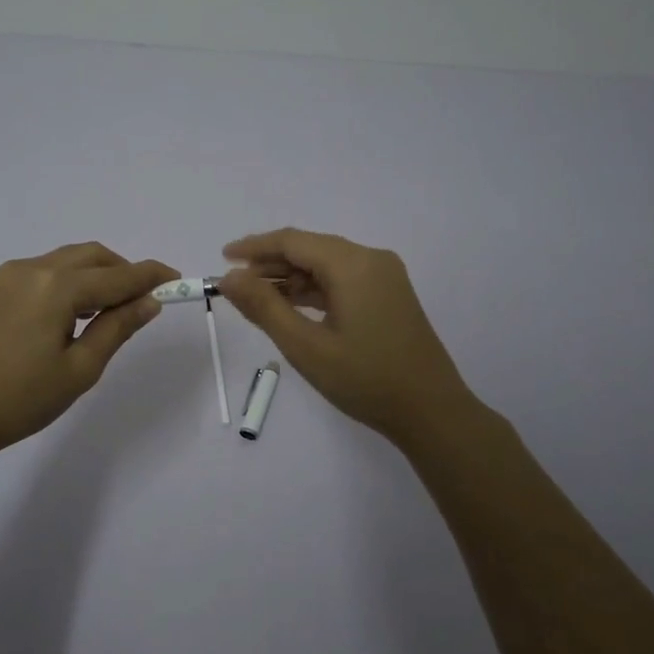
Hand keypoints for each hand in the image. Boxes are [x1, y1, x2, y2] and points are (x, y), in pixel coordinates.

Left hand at [0, 244, 177, 465]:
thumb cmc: (21, 398)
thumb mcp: (80, 368)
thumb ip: (117, 327)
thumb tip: (149, 302)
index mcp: (57, 287)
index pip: (117, 275)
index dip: (150, 276)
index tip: (177, 278)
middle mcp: (34, 268)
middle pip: (93, 257)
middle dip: (124, 272)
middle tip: (145, 301)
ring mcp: (11, 275)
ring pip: (69, 261)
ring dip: (98, 275)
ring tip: (114, 310)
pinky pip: (48, 271)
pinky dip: (73, 281)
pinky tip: (79, 312)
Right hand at [219, 229, 476, 450]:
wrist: (431, 412)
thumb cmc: (365, 379)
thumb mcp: (305, 346)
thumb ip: (264, 307)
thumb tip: (229, 277)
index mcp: (353, 264)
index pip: (293, 241)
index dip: (254, 247)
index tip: (222, 258)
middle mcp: (371, 260)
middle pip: (310, 249)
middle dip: (271, 264)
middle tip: (235, 286)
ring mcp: (384, 277)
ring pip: (326, 265)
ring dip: (291, 278)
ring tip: (257, 299)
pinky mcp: (389, 296)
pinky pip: (343, 280)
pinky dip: (314, 290)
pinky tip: (292, 307)